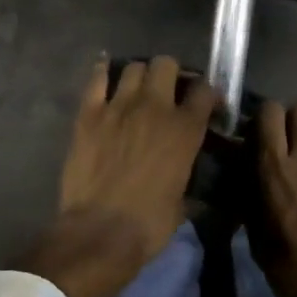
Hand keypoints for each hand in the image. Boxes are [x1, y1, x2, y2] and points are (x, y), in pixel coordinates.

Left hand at [23, 56, 217, 296]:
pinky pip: (96, 79)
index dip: (207, 93)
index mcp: (185, 129)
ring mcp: (119, 106)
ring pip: (133, 67)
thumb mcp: (183, 201)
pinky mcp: (88, 114)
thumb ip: (187, 175)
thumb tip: (187, 176)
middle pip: (166, 64)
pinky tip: (105, 76)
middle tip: (168, 91)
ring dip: (139, 75)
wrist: (100, 232)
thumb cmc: (149, 224)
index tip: (205, 103)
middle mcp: (155, 108)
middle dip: (170, 74)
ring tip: (137, 90)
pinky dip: (102, 73)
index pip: (205, 90)